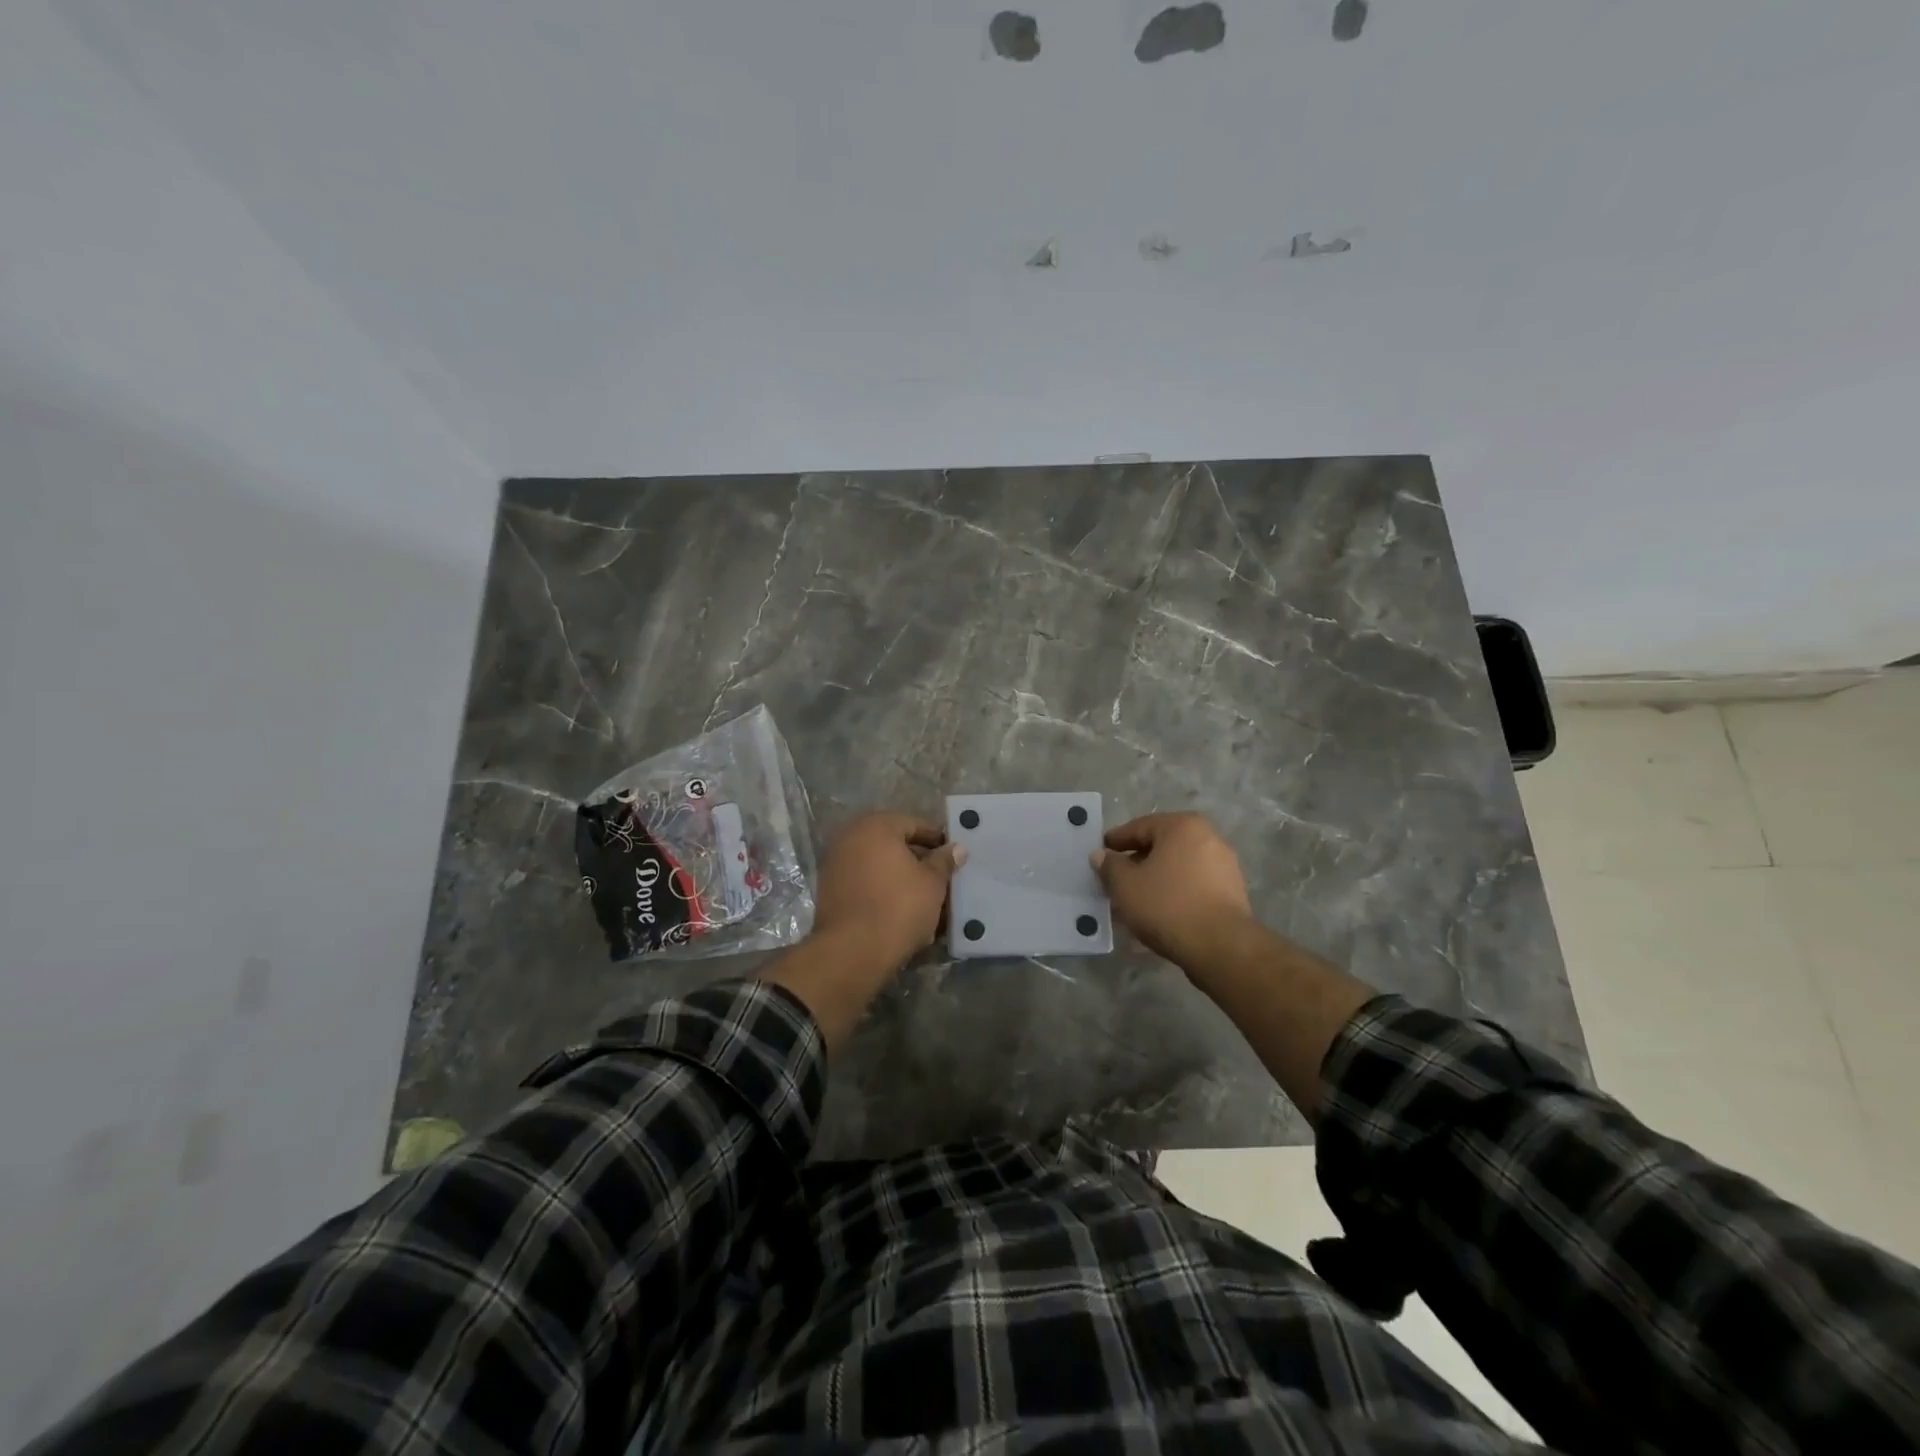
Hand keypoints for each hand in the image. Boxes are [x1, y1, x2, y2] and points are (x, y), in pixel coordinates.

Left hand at [812, 813, 965, 974]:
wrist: (852, 951)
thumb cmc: (898, 907)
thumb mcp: (932, 882)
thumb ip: (944, 861)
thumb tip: (956, 848)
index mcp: (876, 826)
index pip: (914, 824)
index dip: (937, 840)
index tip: (954, 855)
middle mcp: (850, 838)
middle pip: (894, 845)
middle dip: (919, 861)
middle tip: (943, 878)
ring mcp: (836, 865)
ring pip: (880, 867)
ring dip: (902, 879)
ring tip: (927, 899)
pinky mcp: (830, 892)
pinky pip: (866, 885)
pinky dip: (884, 892)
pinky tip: (904, 912)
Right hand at [1091, 812, 1252, 969]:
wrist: (1220, 946)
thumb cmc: (1167, 905)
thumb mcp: (1125, 885)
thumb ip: (1109, 866)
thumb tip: (1101, 855)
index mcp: (1182, 826)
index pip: (1140, 827)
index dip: (1116, 840)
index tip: (1100, 852)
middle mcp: (1208, 838)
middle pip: (1161, 847)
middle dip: (1136, 863)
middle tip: (1115, 879)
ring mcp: (1224, 866)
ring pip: (1177, 868)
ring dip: (1155, 880)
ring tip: (1134, 900)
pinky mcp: (1232, 893)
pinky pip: (1193, 886)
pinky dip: (1174, 893)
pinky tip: (1158, 913)